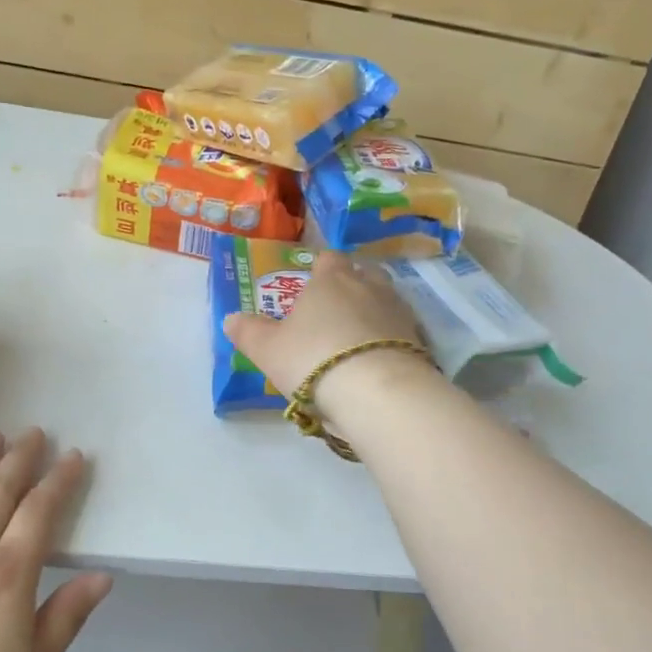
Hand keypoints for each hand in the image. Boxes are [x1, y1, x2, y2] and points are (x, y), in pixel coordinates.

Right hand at [222, 250, 431, 414]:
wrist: (378, 392)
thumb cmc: (314, 359)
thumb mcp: (268, 350)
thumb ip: (248, 332)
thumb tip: (231, 318)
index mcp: (330, 280)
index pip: (328, 258)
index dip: (320, 268)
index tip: (310, 284)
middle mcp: (368, 286)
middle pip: (363, 273)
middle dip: (352, 285)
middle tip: (335, 309)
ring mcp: (399, 312)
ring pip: (386, 300)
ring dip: (374, 312)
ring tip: (357, 337)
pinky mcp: (420, 340)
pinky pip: (402, 331)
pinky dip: (391, 339)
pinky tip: (378, 359)